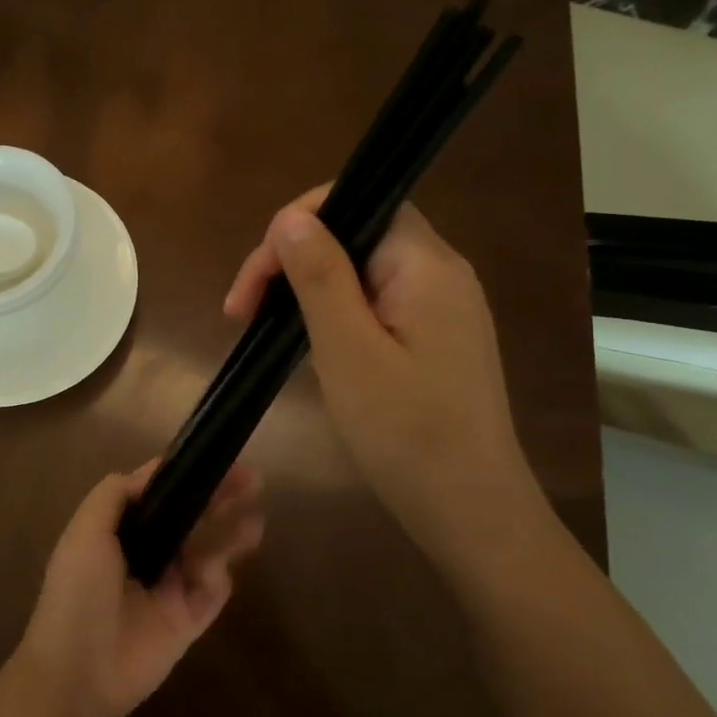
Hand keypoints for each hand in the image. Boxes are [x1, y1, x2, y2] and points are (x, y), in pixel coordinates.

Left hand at [18, 462, 262, 716]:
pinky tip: (213, 573)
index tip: (212, 457)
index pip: (158, 494)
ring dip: (231, 533)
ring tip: (256, 520)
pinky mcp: (190, 619)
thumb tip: (150, 472)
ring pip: (209, 551)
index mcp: (120, 532)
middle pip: (190, 517)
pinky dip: (218, 577)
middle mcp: (147, 554)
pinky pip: (214, 591)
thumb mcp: (85, 532)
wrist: (79, 671)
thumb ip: (114, 495)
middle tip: (251, 479)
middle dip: (218, 497)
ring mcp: (170, 587)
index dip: (183, 475)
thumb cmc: (78, 593)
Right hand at [224, 187, 539, 545]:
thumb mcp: (348, 351)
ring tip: (266, 331)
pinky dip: (334, 314)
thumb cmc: (407, 433)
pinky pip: (376, 303)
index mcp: (426, 265)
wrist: (472, 513)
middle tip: (244, 313)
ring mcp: (442, 307)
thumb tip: (290, 217)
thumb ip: (320, 276)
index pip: (358, 202)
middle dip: (292, 260)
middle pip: (356, 233)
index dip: (296, 224)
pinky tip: (311, 346)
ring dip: (309, 289)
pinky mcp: (436, 339)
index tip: (255, 283)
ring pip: (361, 270)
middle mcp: (441, 273)